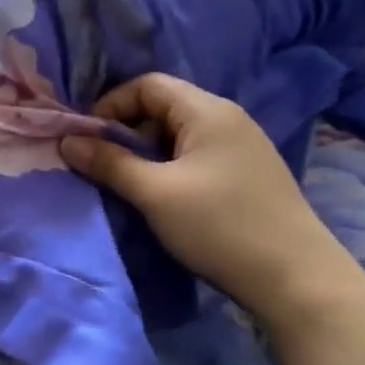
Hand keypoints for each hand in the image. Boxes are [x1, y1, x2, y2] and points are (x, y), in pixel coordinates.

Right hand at [59, 74, 356, 317]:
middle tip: (105, 165)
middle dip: (126, 131)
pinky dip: (170, 167)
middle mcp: (227, 118)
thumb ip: (108, 163)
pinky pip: (197, 155)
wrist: (298, 280)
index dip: (111, 105)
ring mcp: (242, 146)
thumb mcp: (154, 193)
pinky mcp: (248, 173)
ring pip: (179, 134)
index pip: (147, 85)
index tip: (89, 140)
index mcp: (207, 111)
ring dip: (147, 152)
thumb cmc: (220, 226)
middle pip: (163, 106)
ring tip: (130, 184)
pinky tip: (165, 197)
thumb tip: (66, 141)